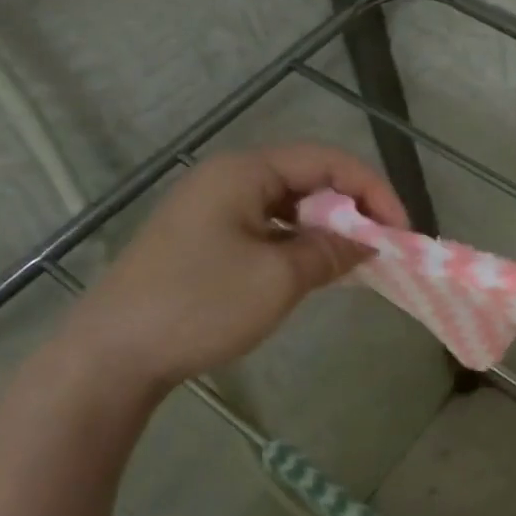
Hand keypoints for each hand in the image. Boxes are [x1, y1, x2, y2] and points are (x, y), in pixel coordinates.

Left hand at [57, 143, 404, 395]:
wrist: (114, 353)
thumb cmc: (200, 305)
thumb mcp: (279, 278)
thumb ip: (331, 250)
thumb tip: (368, 239)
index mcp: (244, 172)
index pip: (327, 161)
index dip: (373, 190)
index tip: (401, 231)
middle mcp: (228, 179)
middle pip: (309, 179)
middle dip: (353, 208)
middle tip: (383, 246)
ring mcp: (213, 209)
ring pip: (289, 206)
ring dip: (327, 228)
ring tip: (357, 259)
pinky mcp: (206, 239)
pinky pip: (268, 228)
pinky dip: (299, 243)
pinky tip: (316, 269)